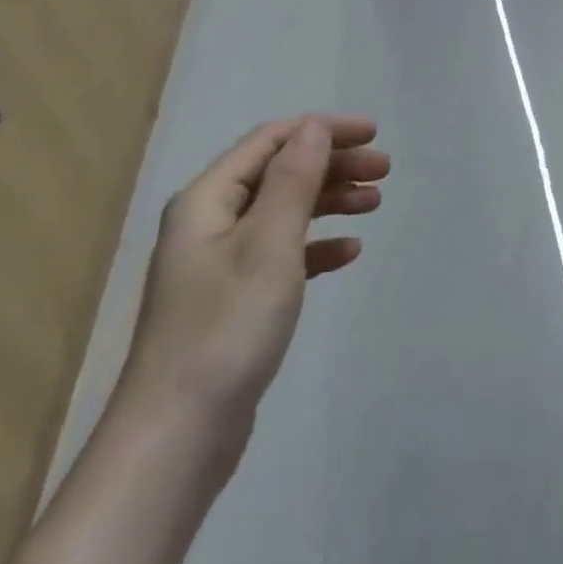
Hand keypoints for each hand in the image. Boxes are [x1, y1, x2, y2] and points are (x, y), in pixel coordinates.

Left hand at [116, 116, 388, 449]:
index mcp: (207, 200)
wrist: (178, 436)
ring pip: (284, 212)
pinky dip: (316, 246)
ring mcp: (220, 264)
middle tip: (384, 170)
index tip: (374, 133)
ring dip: (329, 201)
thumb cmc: (226, 328)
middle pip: (279, 173)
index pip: (271, 141)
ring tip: (375, 204)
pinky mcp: (234, 300)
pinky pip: (282, 255)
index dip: (323, 130)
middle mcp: (210, 223)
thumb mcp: (268, 244)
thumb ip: (293, 181)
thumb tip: (314, 127)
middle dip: (332, 164)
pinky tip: (348, 254)